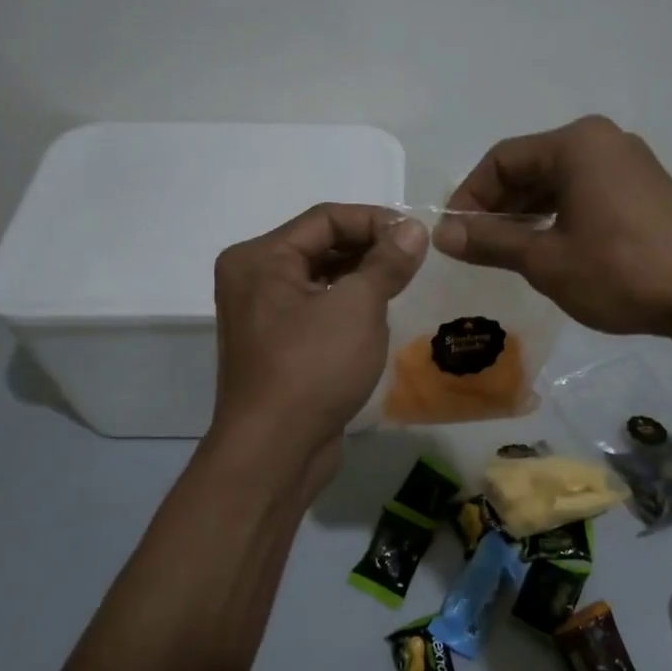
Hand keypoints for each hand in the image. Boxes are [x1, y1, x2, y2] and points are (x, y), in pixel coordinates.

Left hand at [210, 204, 427, 455]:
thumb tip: (413, 228)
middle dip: (370, 249)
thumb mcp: (358, 306)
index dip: (375, 220)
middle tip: (415, 261)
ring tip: (403, 286)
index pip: (325, 219)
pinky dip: (348, 307)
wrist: (275, 452)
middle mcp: (253, 280)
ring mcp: (262, 317)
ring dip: (362, 279)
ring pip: (321, 280)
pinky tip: (379, 320)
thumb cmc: (313, 367)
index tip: (417, 235)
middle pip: (320, 246)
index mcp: (260, 258)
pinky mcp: (277, 348)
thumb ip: (386, 262)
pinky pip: (317, 311)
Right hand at [437, 115, 671, 338]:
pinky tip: (550, 247)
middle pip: (532, 165)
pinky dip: (560, 214)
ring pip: (560, 180)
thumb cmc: (620, 272)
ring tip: (507, 251)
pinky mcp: (646, 189)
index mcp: (577, 143)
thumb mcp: (546, 260)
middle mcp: (604, 141)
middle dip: (499, 205)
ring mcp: (630, 163)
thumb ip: (491, 241)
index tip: (453, 234)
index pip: (502, 159)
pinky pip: (587, 191)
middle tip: (477, 246)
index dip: (469, 196)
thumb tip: (443, 235)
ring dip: (528, 212)